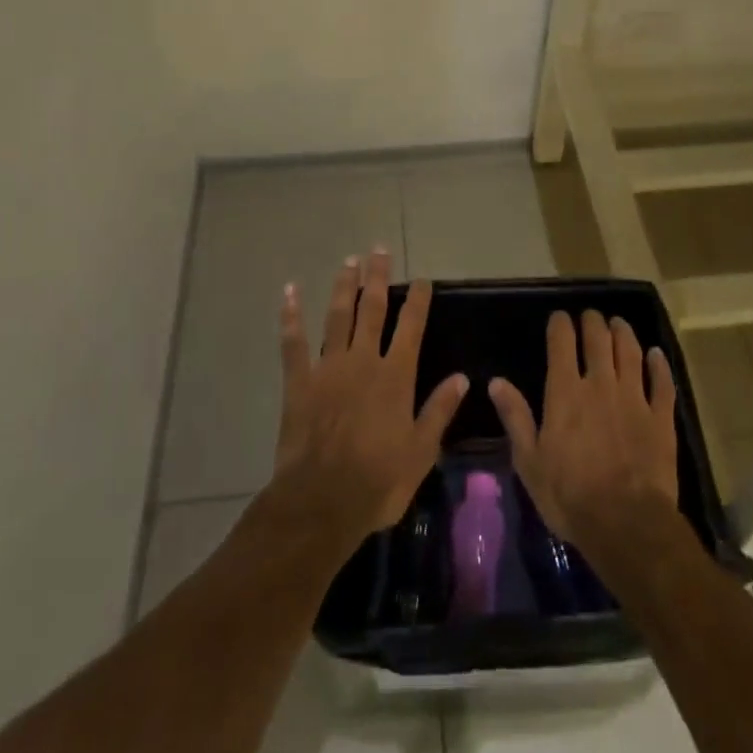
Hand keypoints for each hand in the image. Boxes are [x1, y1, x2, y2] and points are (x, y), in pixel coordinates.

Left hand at [272, 249, 467, 548]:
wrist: (321, 502)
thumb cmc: (377, 481)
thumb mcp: (421, 451)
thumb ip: (439, 410)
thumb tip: (461, 377)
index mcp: (395, 376)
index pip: (411, 326)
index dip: (417, 300)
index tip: (421, 279)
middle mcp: (363, 361)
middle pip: (373, 310)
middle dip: (378, 278)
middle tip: (379, 250)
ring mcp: (328, 368)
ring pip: (338, 316)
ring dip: (344, 286)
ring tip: (349, 261)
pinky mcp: (299, 381)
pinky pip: (293, 342)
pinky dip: (291, 316)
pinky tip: (290, 291)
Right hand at [488, 310, 680, 555]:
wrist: (627, 525)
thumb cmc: (570, 496)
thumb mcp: (530, 462)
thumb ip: (515, 417)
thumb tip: (496, 382)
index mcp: (566, 392)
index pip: (562, 342)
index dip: (561, 324)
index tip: (560, 318)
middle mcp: (600, 384)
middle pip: (598, 338)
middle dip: (593, 322)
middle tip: (590, 317)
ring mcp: (634, 398)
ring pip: (630, 351)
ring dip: (623, 332)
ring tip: (618, 323)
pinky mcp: (661, 417)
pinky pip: (662, 382)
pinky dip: (659, 364)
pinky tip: (656, 354)